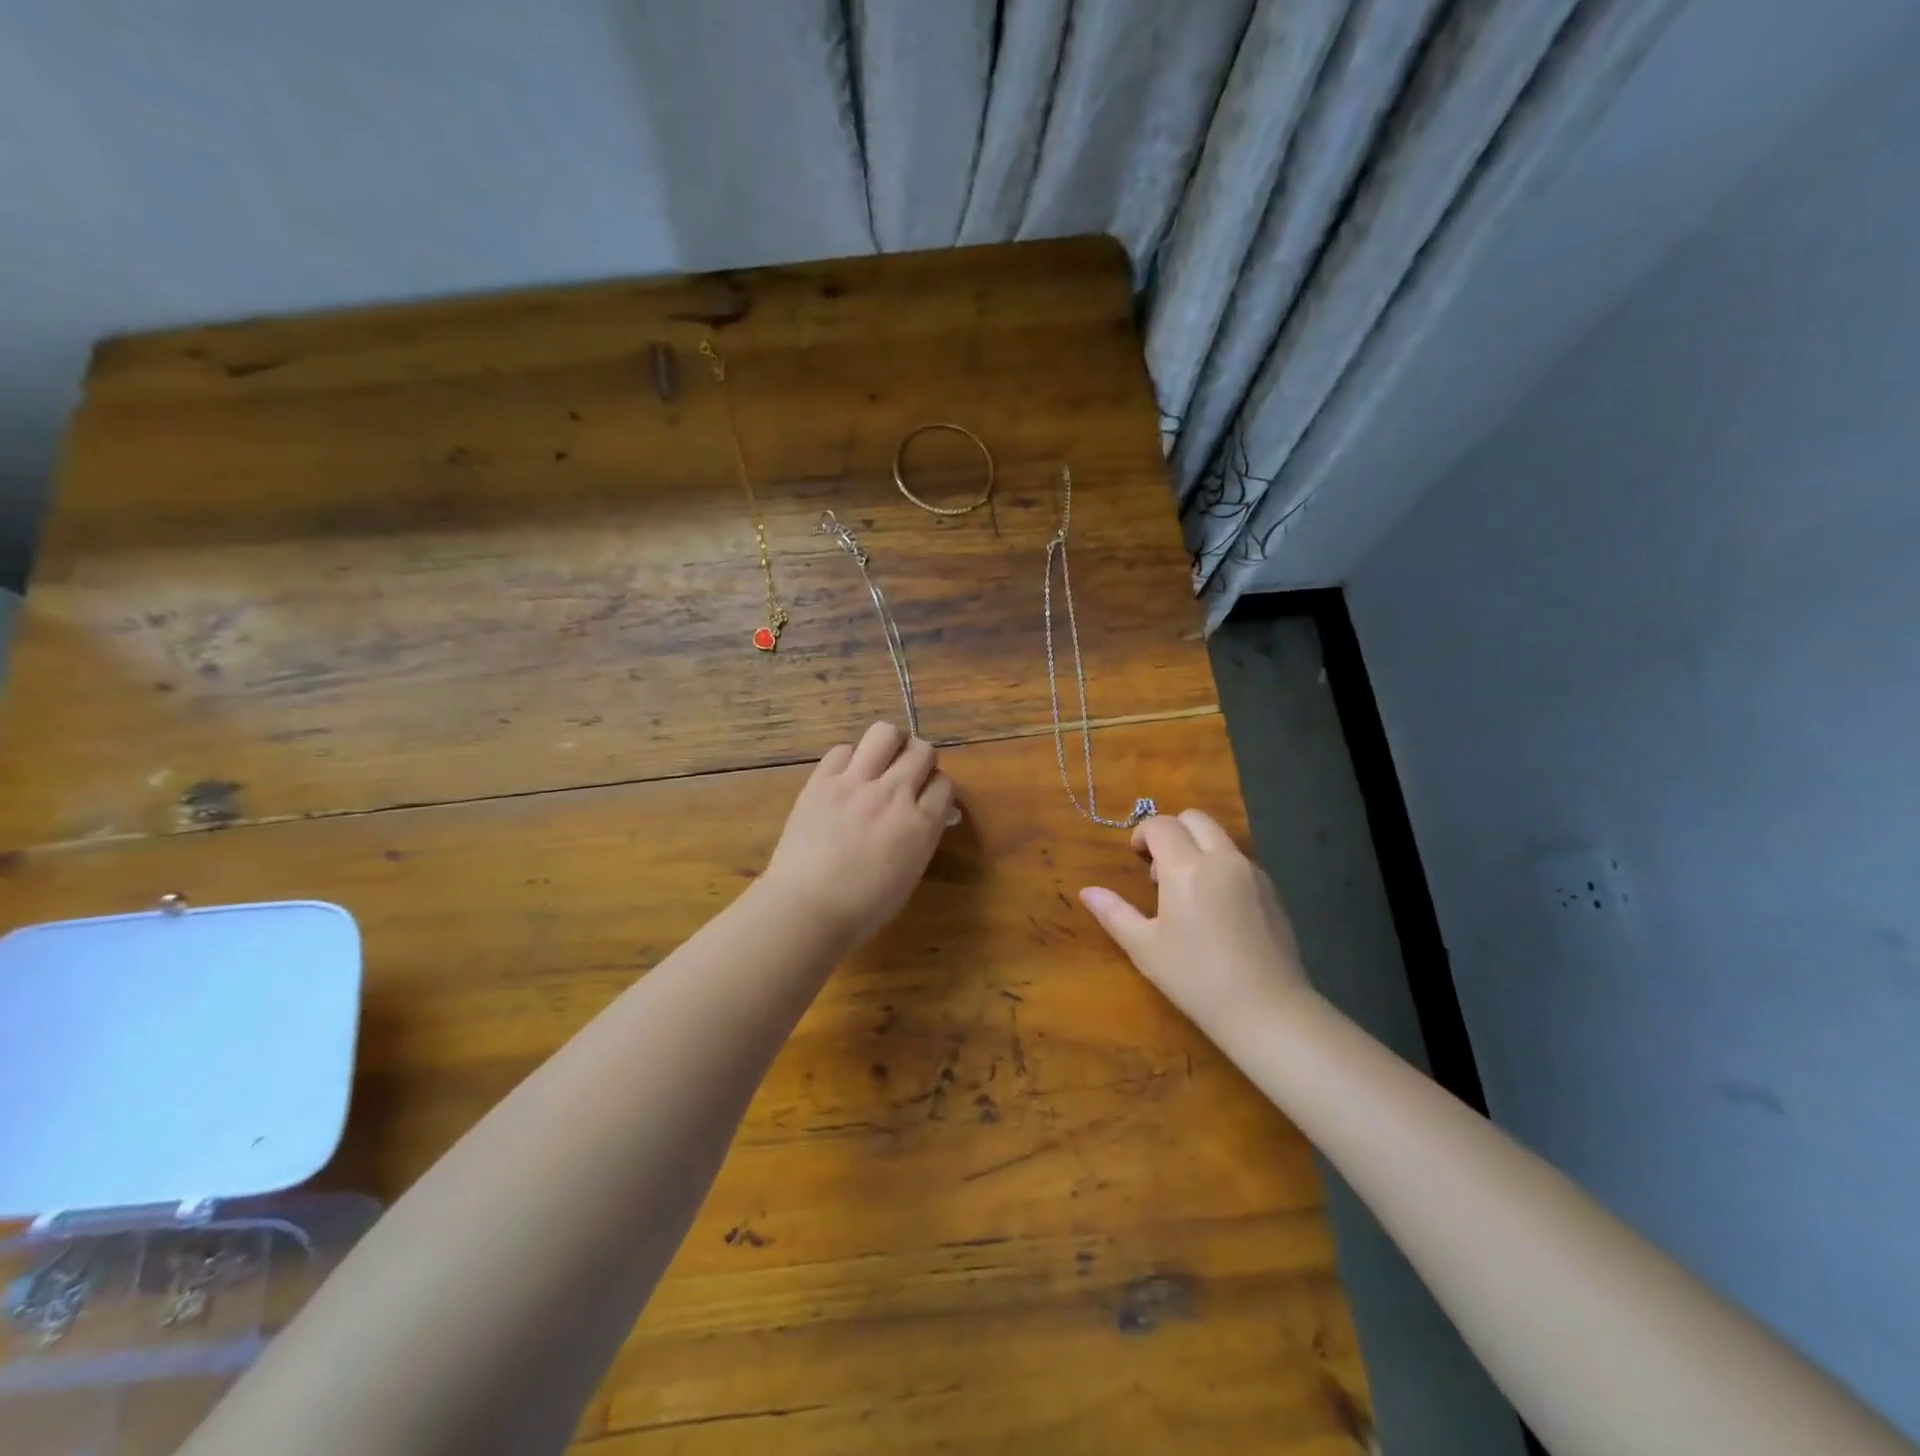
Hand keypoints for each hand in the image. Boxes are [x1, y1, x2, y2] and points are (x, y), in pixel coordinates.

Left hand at [762, 722, 958, 947]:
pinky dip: (849, 759)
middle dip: (920, 760)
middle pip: (922, 750)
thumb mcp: (909, 874)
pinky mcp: (821, 781)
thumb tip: (931, 814)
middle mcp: (893, 794)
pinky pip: (842, 750)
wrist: (806, 909)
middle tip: (907, 775)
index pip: (944, 783)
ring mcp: (855, 783)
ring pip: (885, 733)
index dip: (937, 788)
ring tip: (881, 761)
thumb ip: (923, 837)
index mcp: (921, 824)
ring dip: (890, 744)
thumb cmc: (863, 907)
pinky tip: (845, 777)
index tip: (927, 797)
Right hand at [1080, 809, 1309, 1034]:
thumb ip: (1114, 913)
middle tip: (1159, 869)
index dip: (1142, 834)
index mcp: (1186, 868)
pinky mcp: (1271, 890)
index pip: (1161, 825)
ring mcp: (1252, 872)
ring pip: (1219, 837)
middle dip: (1172, 830)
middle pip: (1194, 818)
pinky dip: (1220, 865)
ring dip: (1197, 847)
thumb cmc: (1196, 978)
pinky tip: (1216, 908)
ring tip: (1187, 891)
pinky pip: (1239, 860)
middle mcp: (1222, 859)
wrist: (1266, 1009)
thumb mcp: (1145, 948)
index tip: (1135, 856)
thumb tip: (1088, 891)